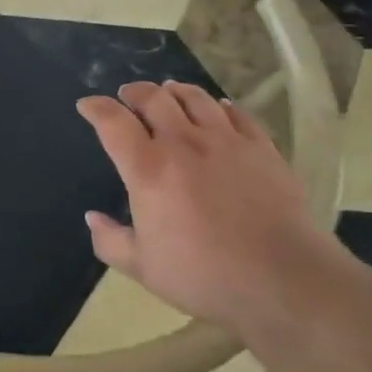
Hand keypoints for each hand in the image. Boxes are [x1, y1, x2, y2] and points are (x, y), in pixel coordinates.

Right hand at [76, 81, 340, 329]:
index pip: (113, 122)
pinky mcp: (262, 148)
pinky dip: (220, 107)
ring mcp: (226, 141)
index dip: (95, 107)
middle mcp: (183, 143)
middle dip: (134, 91)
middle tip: (127, 95)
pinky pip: (237, 114)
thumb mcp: (143, 268)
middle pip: (154, 98)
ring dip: (175, 91)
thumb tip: (92, 218)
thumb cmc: (205, 276)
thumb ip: (110, 241)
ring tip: (168, 93)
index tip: (86, 105)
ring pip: (195, 98)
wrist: (284, 280)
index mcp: (148, 168)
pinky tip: (218, 110)